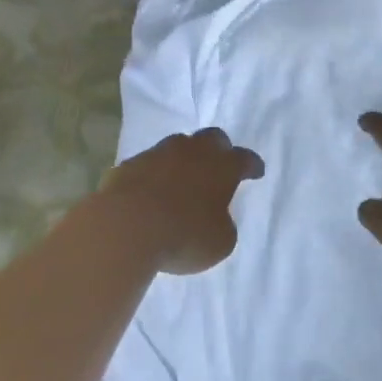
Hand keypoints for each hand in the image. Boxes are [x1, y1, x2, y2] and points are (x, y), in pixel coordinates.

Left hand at [95, 128, 263, 274]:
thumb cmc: (184, 236)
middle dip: (220, 148)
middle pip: (212, 138)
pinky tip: (151, 190)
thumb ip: (223, 224)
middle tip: (220, 163)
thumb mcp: (220, 242)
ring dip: (184, 157)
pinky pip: (148, 163)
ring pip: (178, 145)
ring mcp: (158, 154)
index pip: (244, 159)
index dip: (252, 165)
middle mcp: (192, 152)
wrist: (126, 228)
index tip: (256, 171)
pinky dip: (154, 173)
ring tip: (182, 176)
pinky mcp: (130, 164)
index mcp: (222, 167)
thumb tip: (216, 217)